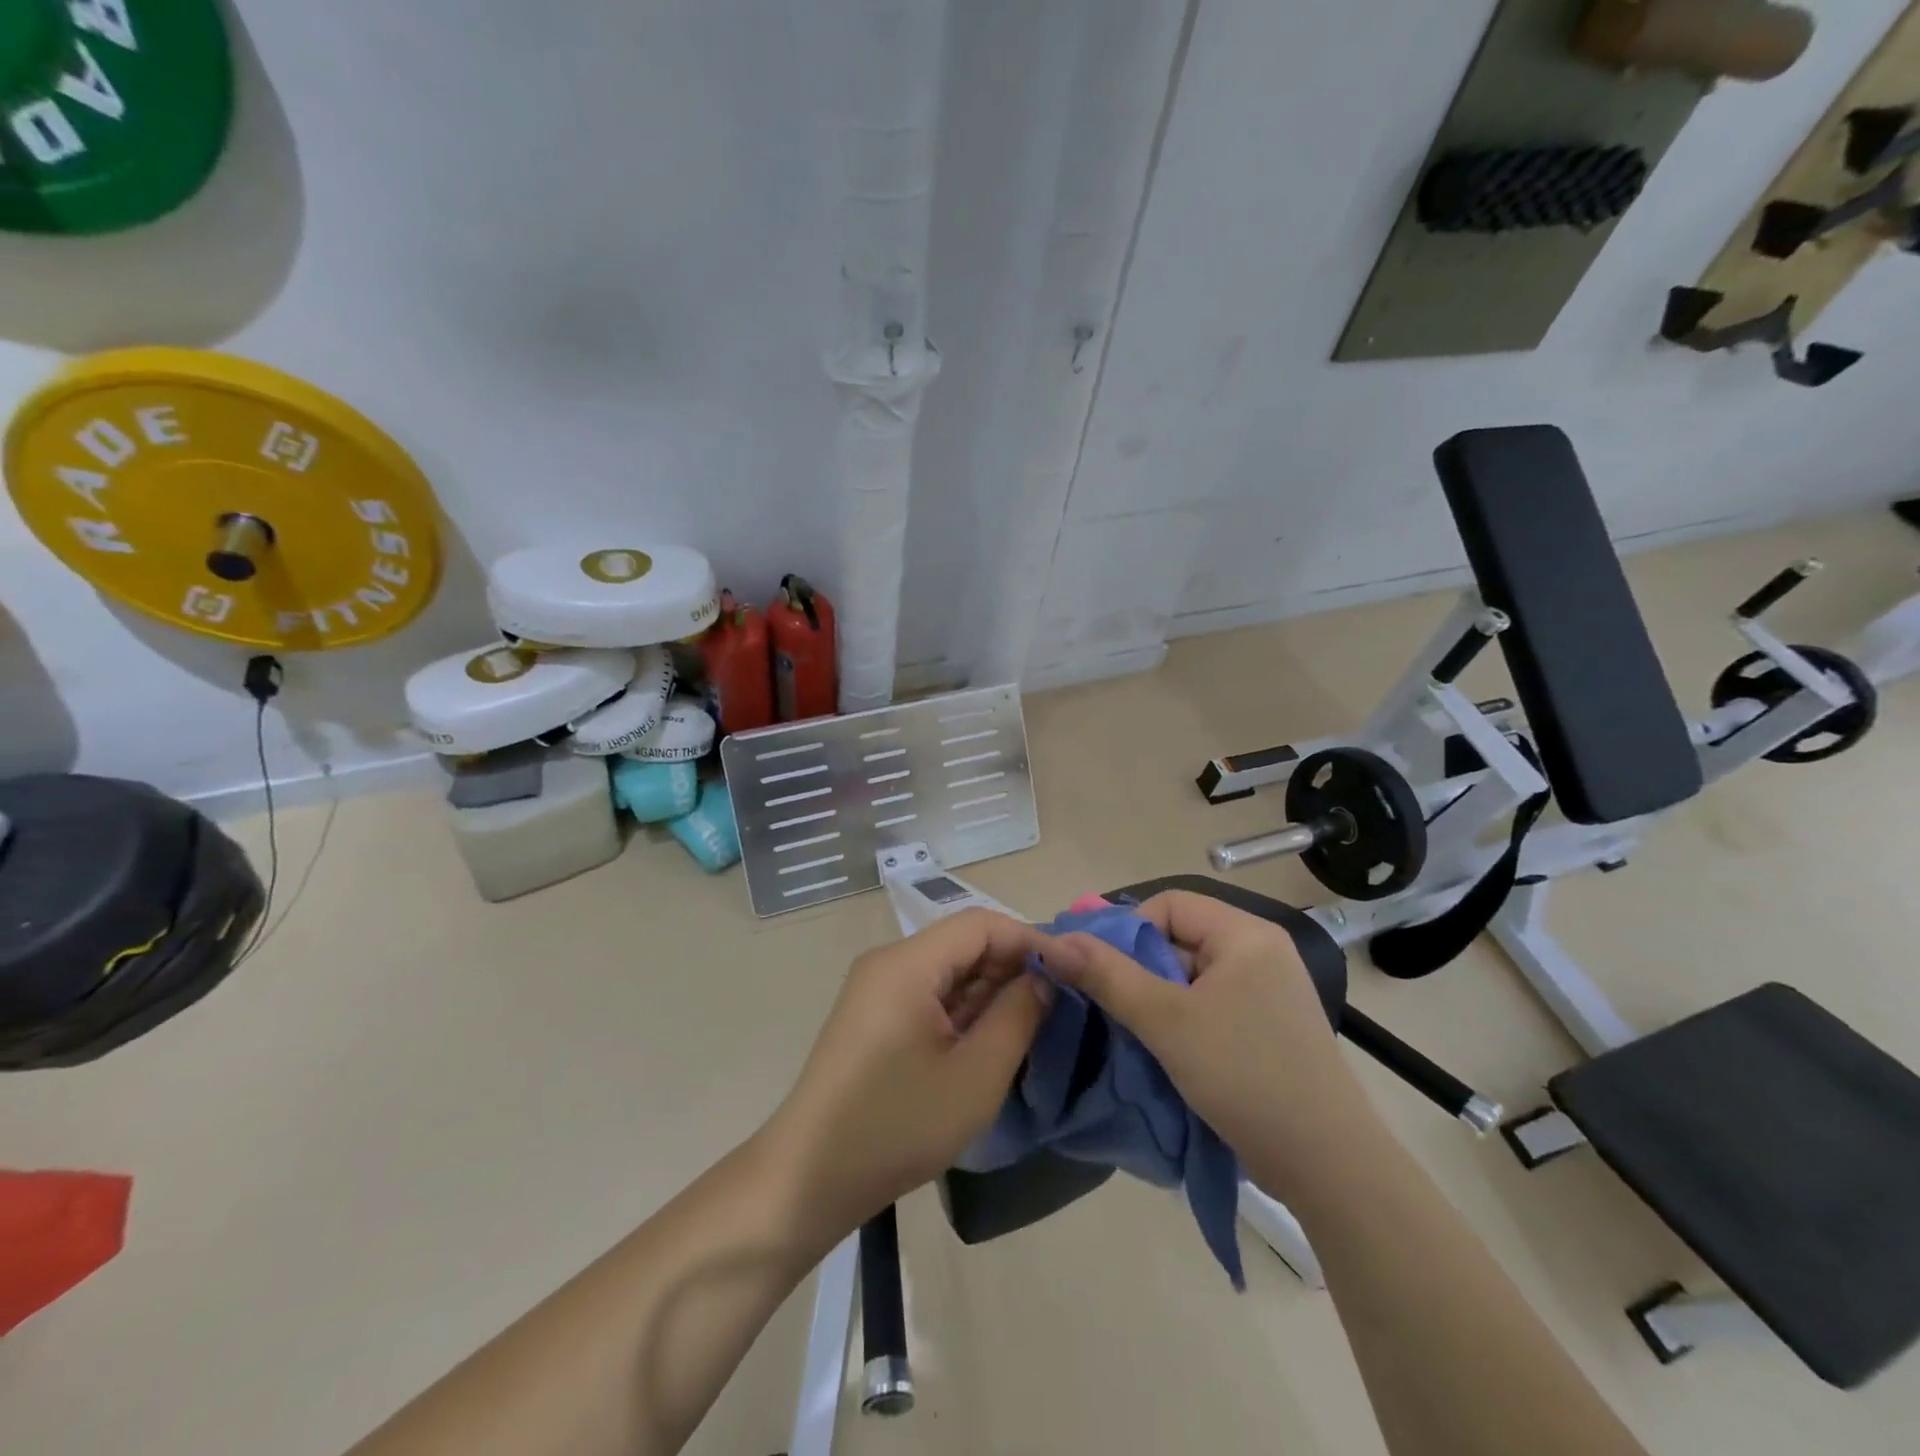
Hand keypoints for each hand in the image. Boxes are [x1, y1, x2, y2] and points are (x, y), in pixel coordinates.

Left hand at [762, 908, 1055, 1247]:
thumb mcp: (975, 1076)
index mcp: (906, 963)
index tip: (1074, 969)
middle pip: (963, 943)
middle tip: (1060, 1000)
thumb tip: (1043, 979)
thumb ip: (1017, 1016)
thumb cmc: (898, 1125)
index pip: (981, 925)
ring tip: (1035, 1020)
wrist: (810, 1178)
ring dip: (991, 990)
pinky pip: (930, 995)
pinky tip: (992, 1037)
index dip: (1031, 939)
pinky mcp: (875, 1017)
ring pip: (948, 970)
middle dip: (1013, 965)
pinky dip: (965, 1009)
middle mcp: (889, 963)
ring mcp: (878, 990)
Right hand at [1046, 891, 1378, 1203]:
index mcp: (1245, 934)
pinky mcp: (1266, 1027)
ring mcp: (1266, 992)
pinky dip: (1180, 1020)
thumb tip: (1054, 942)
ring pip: (1190, 977)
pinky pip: (1209, 1005)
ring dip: (1156, 1000)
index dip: (1129, 931)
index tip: (1102, 973)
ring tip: (1133, 1033)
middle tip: (1112, 1008)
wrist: (1330, 1167)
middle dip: (1139, 970)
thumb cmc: (1246, 1077)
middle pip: (1179, 939)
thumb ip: (1108, 976)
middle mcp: (1260, 952)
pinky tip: (1163, 1051)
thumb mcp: (1167, 1022)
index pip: (1169, 905)